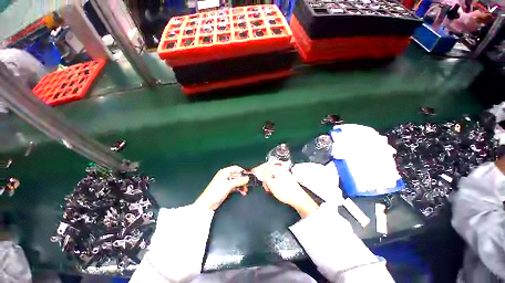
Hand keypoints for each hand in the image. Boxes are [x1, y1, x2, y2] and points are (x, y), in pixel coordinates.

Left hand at [194, 165, 249, 209]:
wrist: (207, 203)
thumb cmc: (215, 191)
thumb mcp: (229, 185)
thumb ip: (239, 181)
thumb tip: (247, 178)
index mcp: (224, 172)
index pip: (236, 168)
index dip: (242, 171)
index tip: (248, 176)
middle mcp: (225, 176)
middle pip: (237, 175)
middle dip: (242, 180)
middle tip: (247, 184)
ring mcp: (225, 182)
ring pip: (236, 181)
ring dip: (241, 185)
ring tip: (245, 190)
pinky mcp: (226, 188)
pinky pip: (234, 186)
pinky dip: (238, 189)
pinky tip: (242, 192)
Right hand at [253, 163, 318, 217]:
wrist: (299, 200)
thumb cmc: (286, 192)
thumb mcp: (272, 184)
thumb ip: (265, 176)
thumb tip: (260, 171)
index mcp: (278, 170)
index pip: (266, 165)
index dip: (259, 168)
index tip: (254, 173)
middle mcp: (282, 170)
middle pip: (269, 170)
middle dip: (264, 177)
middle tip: (264, 185)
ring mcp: (284, 175)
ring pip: (272, 175)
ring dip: (268, 181)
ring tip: (268, 189)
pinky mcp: (286, 180)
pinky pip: (276, 179)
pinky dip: (273, 183)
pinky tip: (273, 189)